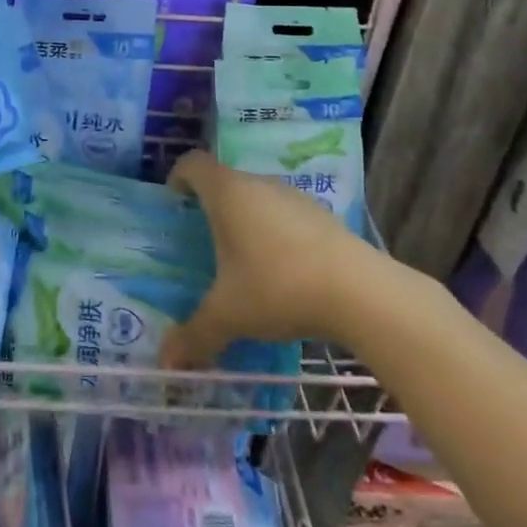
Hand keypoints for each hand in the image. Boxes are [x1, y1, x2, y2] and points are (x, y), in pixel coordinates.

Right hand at [159, 151, 374, 369]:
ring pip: (258, 197)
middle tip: (202, 240)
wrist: (361, 292)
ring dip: (245, 218)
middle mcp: (258, 184)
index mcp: (227, 193)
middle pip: (225, 181)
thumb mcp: (230, 315)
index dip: (178, 177)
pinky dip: (275, 232)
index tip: (174, 203)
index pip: (193, 164)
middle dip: (210, 205)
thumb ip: (195, 334)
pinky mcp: (322, 215)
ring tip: (242, 259)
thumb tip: (166, 363)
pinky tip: (282, 270)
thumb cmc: (279, 287)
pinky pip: (285, 214)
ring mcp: (294, 196)